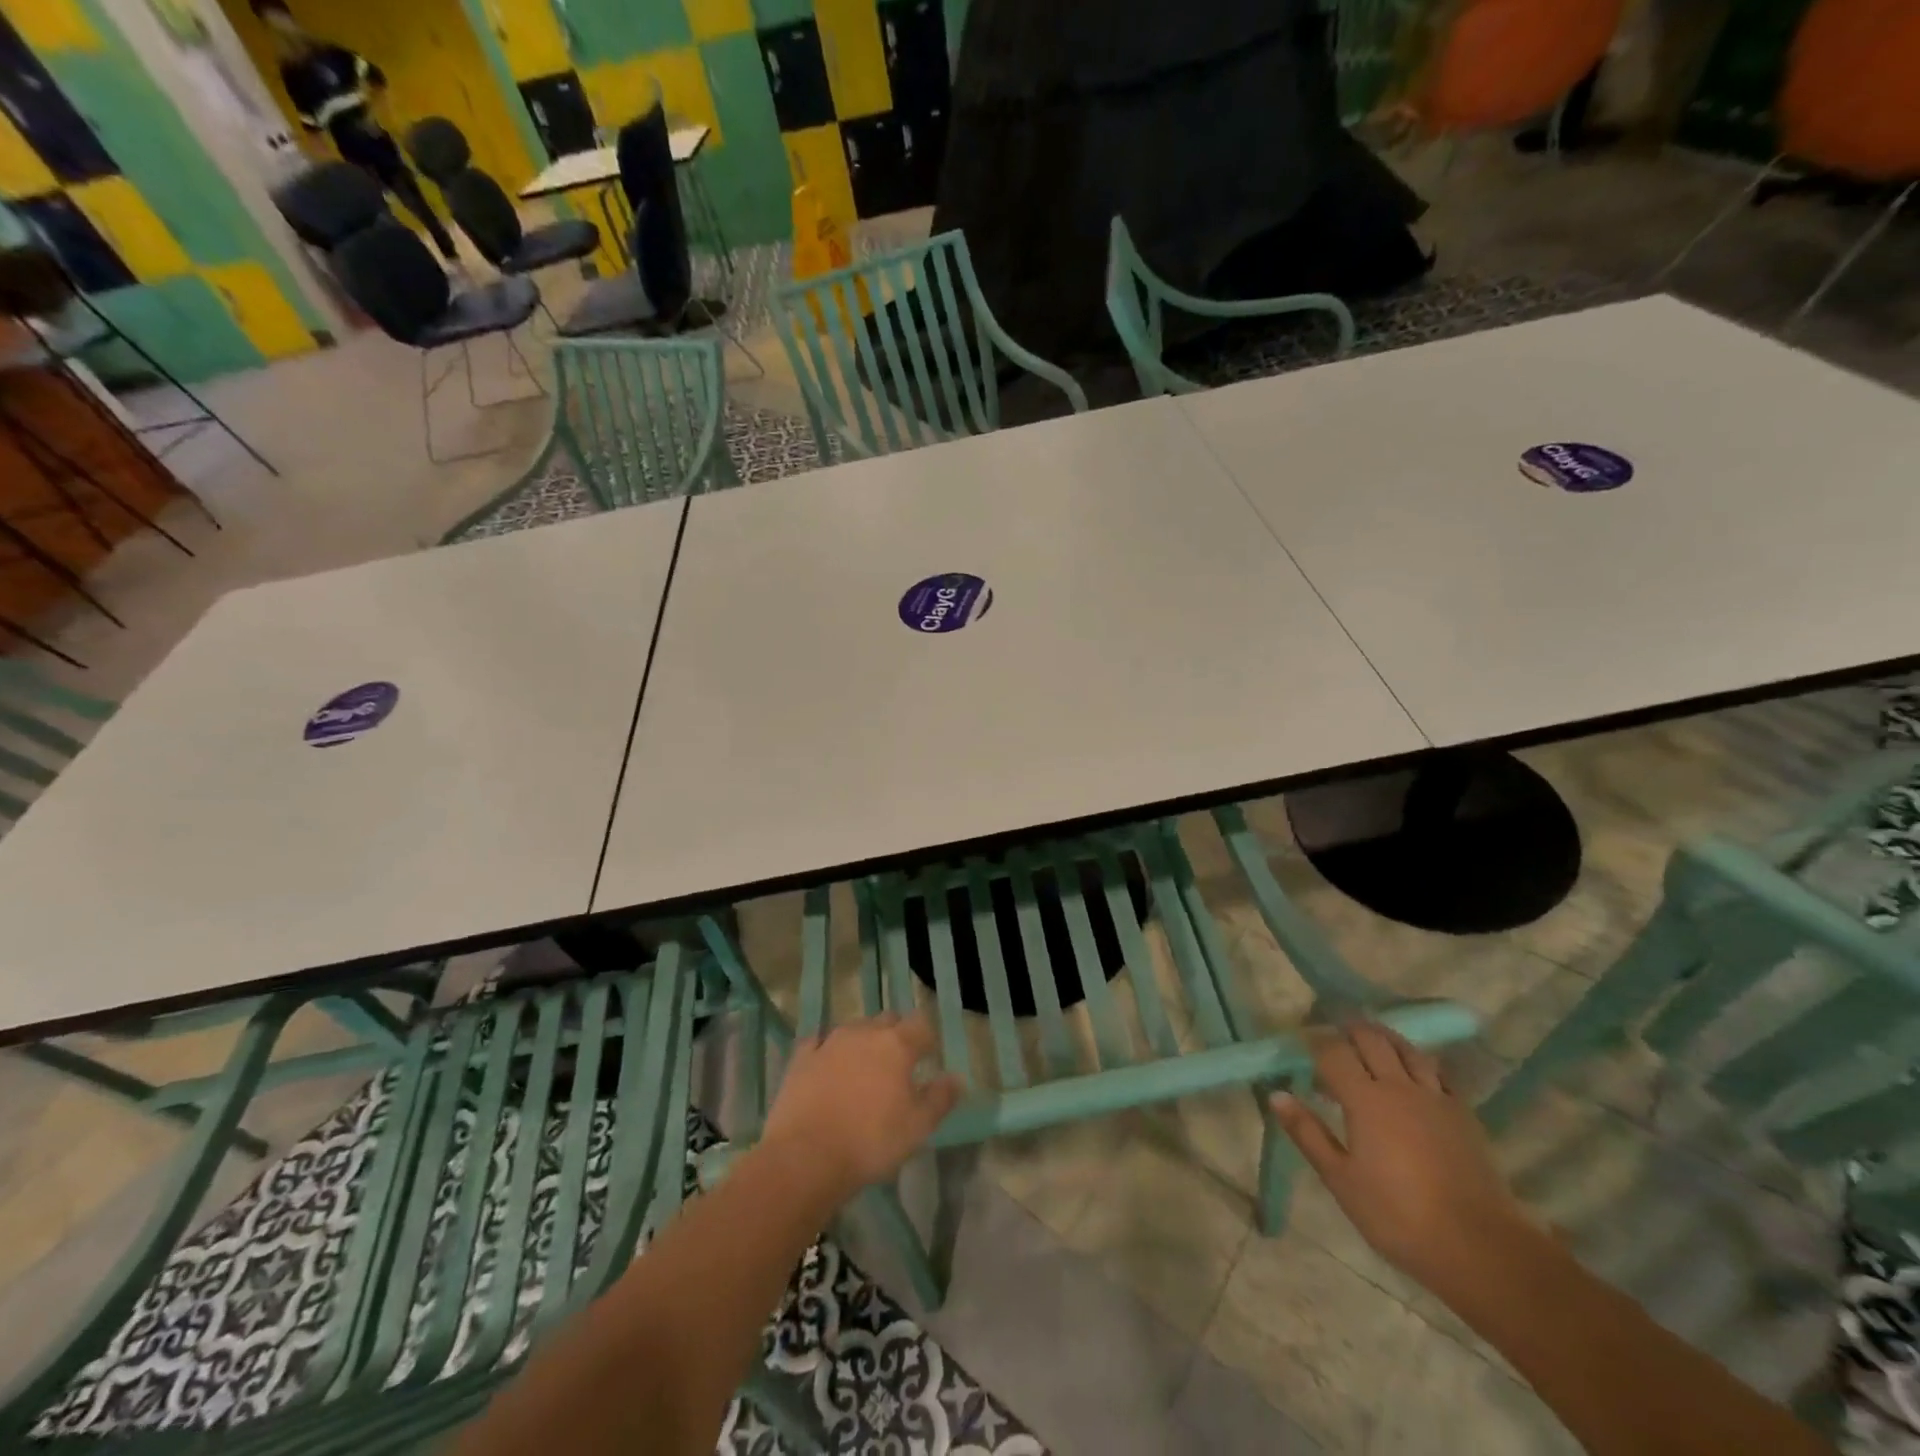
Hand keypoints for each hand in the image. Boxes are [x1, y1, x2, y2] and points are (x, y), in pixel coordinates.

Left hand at [762, 1013, 962, 1200]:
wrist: (806, 1157)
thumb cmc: (871, 1141)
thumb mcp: (917, 1127)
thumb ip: (940, 1099)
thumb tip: (956, 1078)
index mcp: (897, 1045)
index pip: (921, 1025)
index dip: (928, 1038)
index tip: (929, 1056)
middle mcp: (864, 1033)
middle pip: (887, 1020)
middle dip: (896, 1034)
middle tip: (899, 1063)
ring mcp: (829, 1042)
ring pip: (854, 1028)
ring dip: (864, 1041)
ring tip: (865, 1067)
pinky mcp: (801, 1058)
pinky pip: (819, 1042)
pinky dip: (827, 1049)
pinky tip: (827, 1064)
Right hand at [1271, 1022, 1537, 1293]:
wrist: (1480, 1247)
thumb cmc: (1398, 1216)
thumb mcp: (1341, 1180)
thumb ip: (1308, 1133)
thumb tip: (1276, 1094)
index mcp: (1364, 1099)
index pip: (1333, 1052)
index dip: (1315, 1043)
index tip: (1301, 1045)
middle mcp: (1398, 1086)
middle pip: (1371, 1039)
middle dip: (1349, 1030)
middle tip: (1334, 1036)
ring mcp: (1435, 1098)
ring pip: (1407, 1049)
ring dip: (1385, 1038)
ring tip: (1372, 1043)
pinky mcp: (1463, 1114)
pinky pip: (1438, 1072)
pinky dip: (1419, 1063)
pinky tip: (1414, 1075)